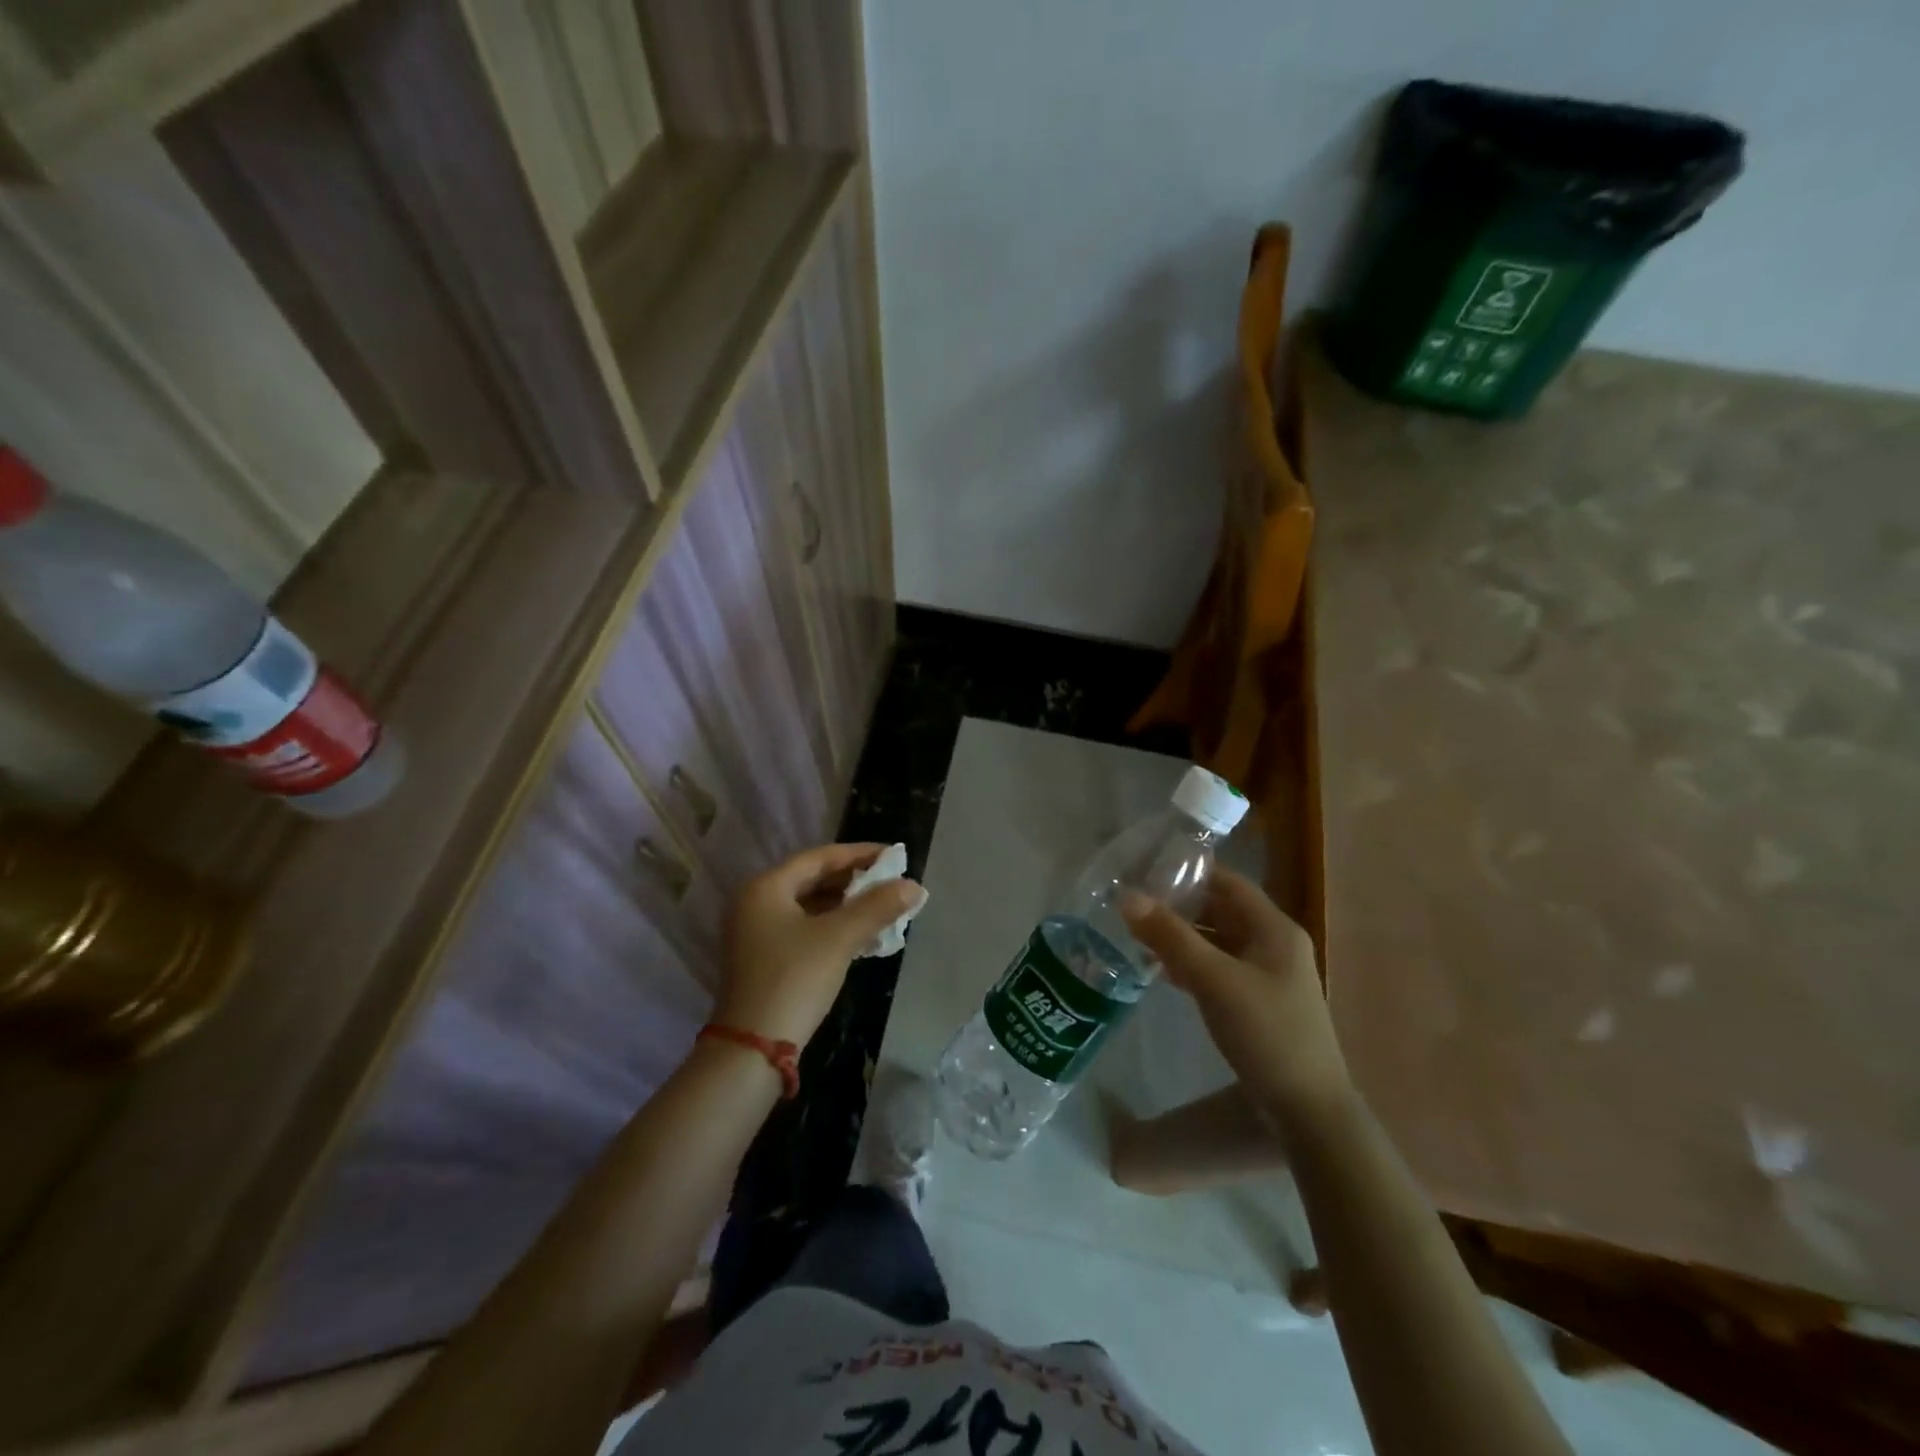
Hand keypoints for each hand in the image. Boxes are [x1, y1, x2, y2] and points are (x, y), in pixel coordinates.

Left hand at [718, 844, 924, 1047]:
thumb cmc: (794, 979)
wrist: (753, 1049)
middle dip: (856, 882)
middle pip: (814, 880)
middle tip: (893, 883)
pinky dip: (834, 927)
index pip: (820, 857)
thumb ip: (877, 907)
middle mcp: (756, 902)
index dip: (860, 854)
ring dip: (847, 907)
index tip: (895, 856)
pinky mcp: (764, 958)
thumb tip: (914, 886)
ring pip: (811, 906)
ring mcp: (756, 932)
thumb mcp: (839, 938)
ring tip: (885, 908)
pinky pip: (805, 928)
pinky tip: (864, 936)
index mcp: (766, 887)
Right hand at [1121, 868, 1349, 1135]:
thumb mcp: (1214, 979)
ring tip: (1138, 933)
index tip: (1146, 869)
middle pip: (1222, 910)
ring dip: (1183, 936)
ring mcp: (1268, 975)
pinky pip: (1220, 968)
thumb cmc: (1266, 1033)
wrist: (1308, 1110)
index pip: (1228, 881)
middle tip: (1134, 902)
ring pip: (1219, 941)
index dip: (1189, 872)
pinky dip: (1192, 963)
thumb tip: (1127, 897)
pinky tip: (1162, 971)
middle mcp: (1274, 944)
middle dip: (1180, 906)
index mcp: (1274, 928)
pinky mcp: (1258, 1002)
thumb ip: (1170, 936)